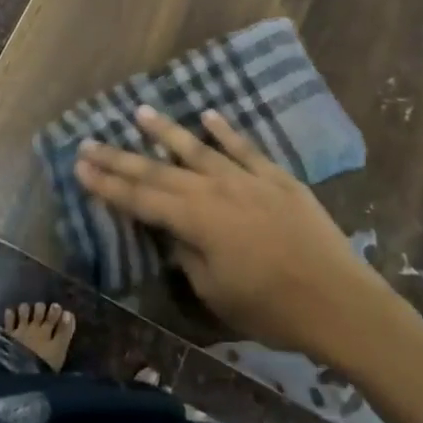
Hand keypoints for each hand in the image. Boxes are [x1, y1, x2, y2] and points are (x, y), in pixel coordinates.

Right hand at [74, 107, 407, 363]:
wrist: (343, 304)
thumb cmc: (273, 311)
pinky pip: (245, 148)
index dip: (107, 184)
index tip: (79, 167)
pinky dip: (225, 131)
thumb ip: (187, 256)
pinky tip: (208, 115)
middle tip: (89, 141)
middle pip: (158, 171)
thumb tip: (173, 233)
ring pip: (198, 149)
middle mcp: (215, 191)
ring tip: (139, 112)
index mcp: (196, 222)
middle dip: (120, 157)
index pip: (140, 199)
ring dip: (165, 131)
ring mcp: (248, 180)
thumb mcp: (216, 293)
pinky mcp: (277, 179)